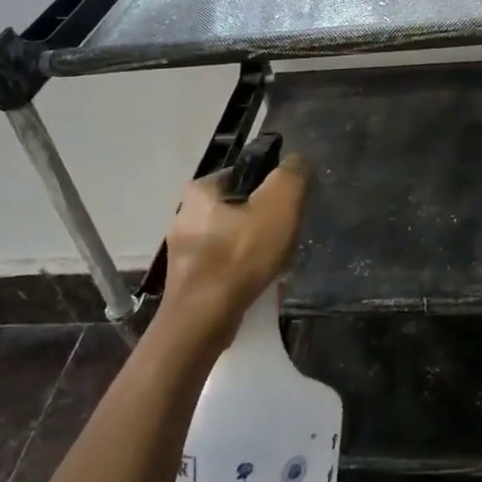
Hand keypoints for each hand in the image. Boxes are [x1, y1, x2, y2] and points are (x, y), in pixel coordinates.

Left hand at [156, 156, 308, 346]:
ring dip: (253, 247)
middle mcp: (184, 214)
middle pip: (239, 208)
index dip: (270, 187)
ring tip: (275, 263)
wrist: (203, 320)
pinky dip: (240, 269)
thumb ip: (291, 176)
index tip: (287, 208)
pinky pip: (223, 263)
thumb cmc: (240, 255)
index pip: (244, 174)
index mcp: (200, 190)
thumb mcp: (278, 205)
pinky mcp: (187, 279)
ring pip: (231, 237)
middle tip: (284, 237)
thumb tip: (299, 160)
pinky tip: (257, 282)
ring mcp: (183, 250)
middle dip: (263, 221)